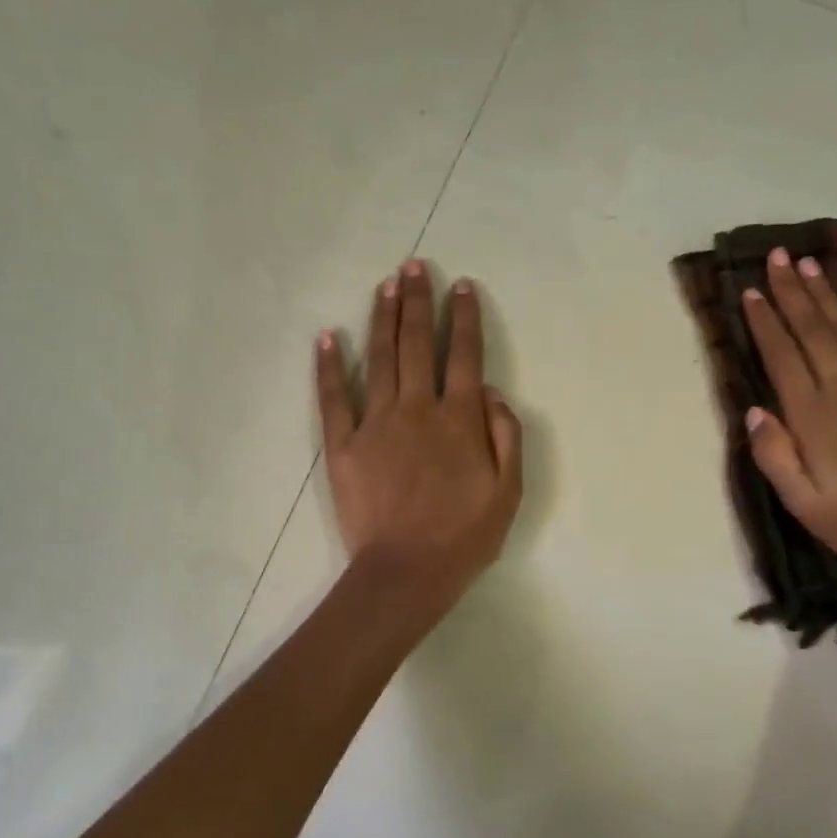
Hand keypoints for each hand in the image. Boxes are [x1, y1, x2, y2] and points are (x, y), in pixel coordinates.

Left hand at [317, 260, 522, 615]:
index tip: (461, 287)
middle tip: (414, 266)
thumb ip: (505, 434)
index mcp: (458, 419)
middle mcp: (417, 409)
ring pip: (379, 358)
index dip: (463, 318)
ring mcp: (375, 423)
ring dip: (383, 318)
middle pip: (416, 344)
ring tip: (386, 285)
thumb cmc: (464, 535)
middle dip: (417, 301)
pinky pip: (333, 397)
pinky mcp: (343, 445)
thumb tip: (489, 390)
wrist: (407, 571)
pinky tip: (327, 336)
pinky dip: (328, 366)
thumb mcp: (508, 491)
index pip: (463, 355)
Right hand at [741, 248, 836, 566]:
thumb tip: (753, 411)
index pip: (783, 357)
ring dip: (825, 295)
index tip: (750, 292)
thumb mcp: (802, 502)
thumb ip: (774, 455)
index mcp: (814, 416)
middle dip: (792, 292)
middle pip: (814, 331)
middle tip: (777, 257)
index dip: (765, 322)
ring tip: (808, 265)